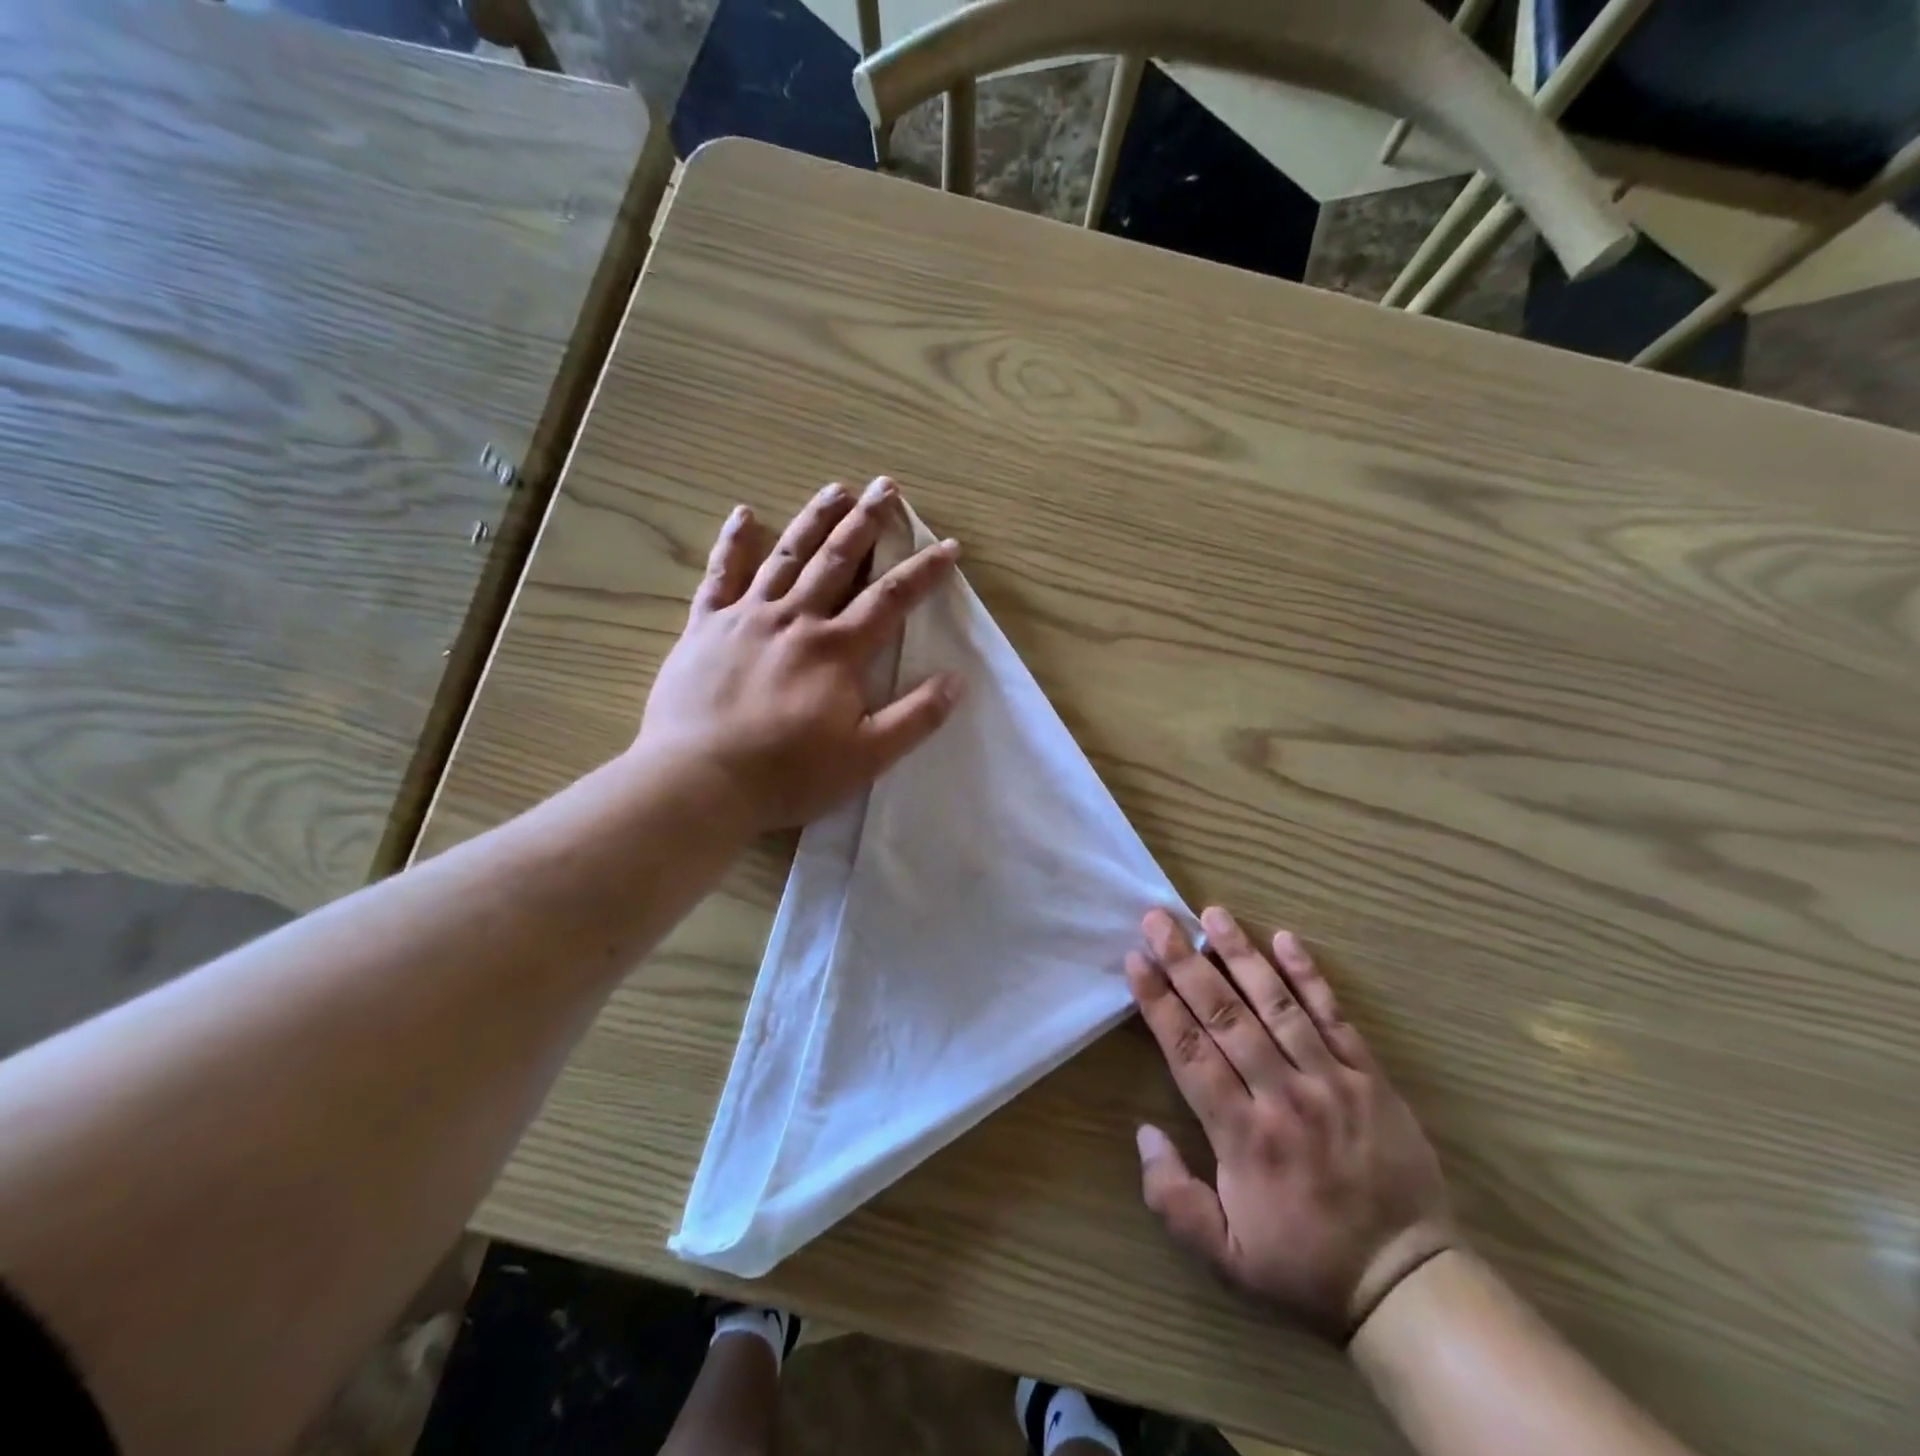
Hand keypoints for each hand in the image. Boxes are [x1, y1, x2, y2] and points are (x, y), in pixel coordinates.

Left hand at [634, 478, 963, 834]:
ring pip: (786, 555)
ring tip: (836, 488)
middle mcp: (795, 619)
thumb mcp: (866, 757)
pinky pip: (720, 575)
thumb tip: (956, 680)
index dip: (923, 571)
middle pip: (838, 560)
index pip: (890, 598)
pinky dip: (733, 543)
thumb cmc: (788, 774)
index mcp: (836, 649)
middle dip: (867, 523)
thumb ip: (914, 718)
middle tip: (887, 488)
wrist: (699, 781)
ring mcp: (746, 617)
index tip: (948, 546)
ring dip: (814, 520)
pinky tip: (744, 514)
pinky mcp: (705, 627)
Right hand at [1127, 907, 1453, 1341]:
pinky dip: (1309, 976)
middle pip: (1225, 1016)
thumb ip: (1174, 1199)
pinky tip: (1286, 939)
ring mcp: (1330, 1081)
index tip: (1137, 960)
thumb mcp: (1226, 1258)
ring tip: (1212, 914)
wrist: (1408, 1283)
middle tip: (1159, 919)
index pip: (1190, 1053)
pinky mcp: (1369, 1077)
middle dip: (1186, 963)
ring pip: (1276, 1005)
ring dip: (1240, 954)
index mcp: (1244, 1136)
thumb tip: (1143, 1133)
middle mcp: (1282, 1096)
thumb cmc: (1305, 1264)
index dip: (1159, 1002)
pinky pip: (1335, 1017)